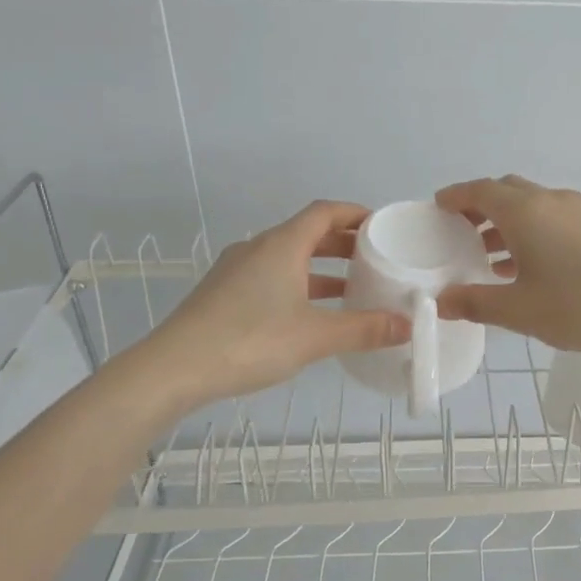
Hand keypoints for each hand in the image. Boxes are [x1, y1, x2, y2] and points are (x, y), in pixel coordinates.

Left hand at [152, 201, 408, 402]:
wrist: (173, 369)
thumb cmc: (250, 341)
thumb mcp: (315, 337)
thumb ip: (364, 329)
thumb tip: (406, 325)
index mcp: (281, 245)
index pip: (324, 212)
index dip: (355, 213)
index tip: (382, 226)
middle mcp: (257, 249)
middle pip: (307, 233)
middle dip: (343, 243)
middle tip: (375, 258)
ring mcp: (236, 271)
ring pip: (288, 258)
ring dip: (320, 268)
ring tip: (352, 287)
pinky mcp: (224, 294)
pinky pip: (271, 277)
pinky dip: (298, 285)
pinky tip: (311, 314)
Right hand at [433, 175, 580, 354]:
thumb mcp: (520, 311)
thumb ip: (476, 303)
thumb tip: (442, 301)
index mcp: (525, 212)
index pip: (479, 190)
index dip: (455, 196)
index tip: (437, 207)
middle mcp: (550, 200)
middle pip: (506, 191)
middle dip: (479, 207)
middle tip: (459, 235)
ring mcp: (579, 210)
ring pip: (531, 205)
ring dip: (506, 223)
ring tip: (488, 258)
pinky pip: (552, 217)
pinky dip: (531, 231)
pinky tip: (529, 267)